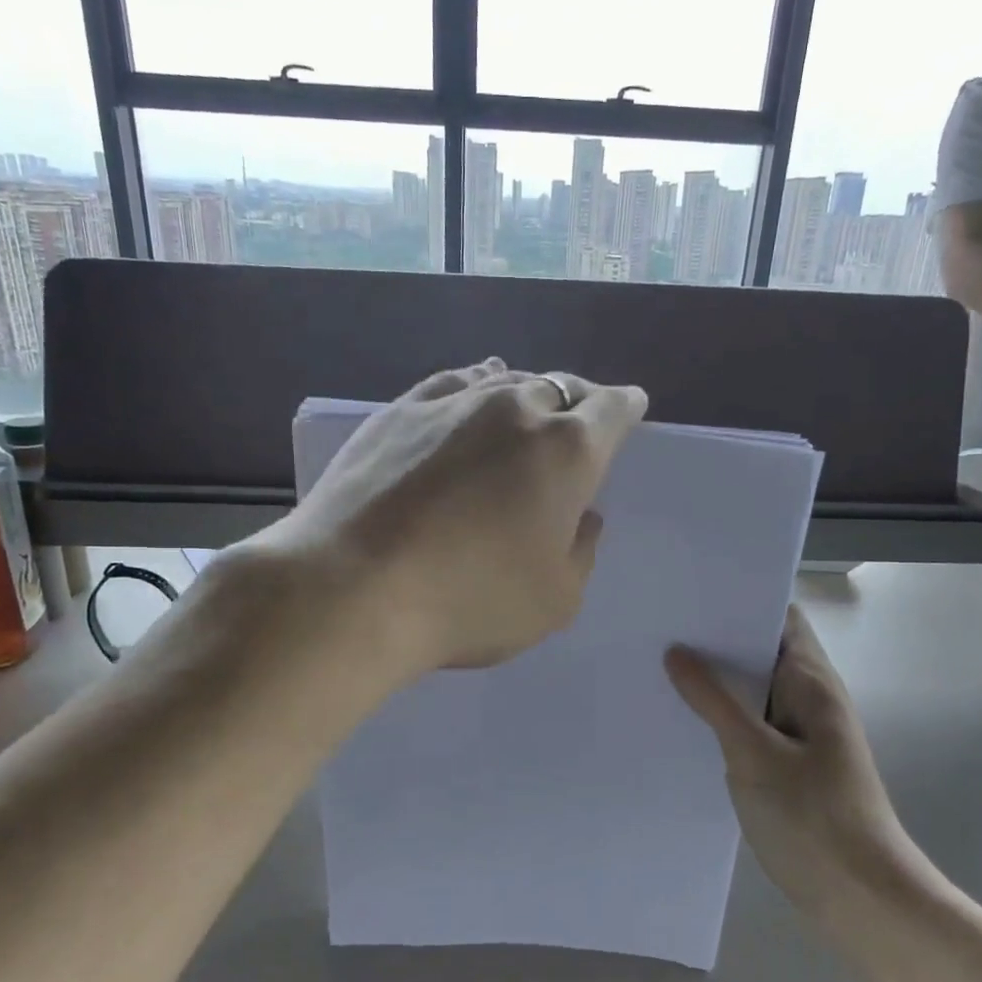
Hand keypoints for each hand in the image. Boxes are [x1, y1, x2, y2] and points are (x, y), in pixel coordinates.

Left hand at [288, 359, 647, 674]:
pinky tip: (472, 395)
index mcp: (567, 450)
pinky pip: (455, 382)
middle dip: (578, 401)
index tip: (630, 407)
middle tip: (578, 420)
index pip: (611, 410)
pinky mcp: (401, 409)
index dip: (625, 407)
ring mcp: (454, 402)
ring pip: (507, 380)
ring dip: (527, 393)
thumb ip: (581, 550)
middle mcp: (516, 409)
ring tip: (527, 406)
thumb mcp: (556, 599)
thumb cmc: (469, 602)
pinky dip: (476, 386)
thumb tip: (580, 515)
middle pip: (561, 388)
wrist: (352, 588)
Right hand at [666, 607, 907, 919]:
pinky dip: (722, 717)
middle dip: (716, 640)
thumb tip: (677, 652)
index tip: (689, 595)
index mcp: (811, 683)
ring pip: (753, 691)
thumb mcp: (754, 755)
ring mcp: (801, 734)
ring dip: (716, 681)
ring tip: (659, 667)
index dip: (740, 600)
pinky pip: (752, 725)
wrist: (865, 900)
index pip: (779, 618)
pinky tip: (682, 721)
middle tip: (660, 628)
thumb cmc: (814, 819)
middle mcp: (810, 699)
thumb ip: (714, 701)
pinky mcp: (790, 765)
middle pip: (762, 652)